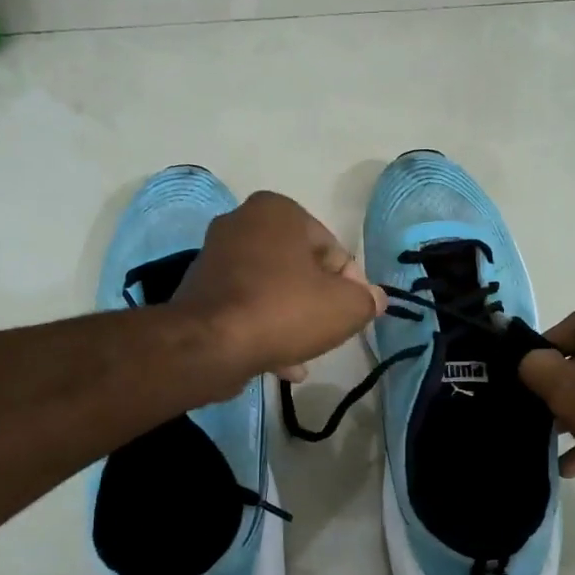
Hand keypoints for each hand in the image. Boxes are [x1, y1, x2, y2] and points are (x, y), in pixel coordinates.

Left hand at [173, 191, 383, 383]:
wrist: (210, 345)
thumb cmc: (284, 310)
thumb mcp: (345, 307)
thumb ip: (367, 300)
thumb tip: (374, 299)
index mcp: (278, 211)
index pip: (332, 249)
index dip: (350, 285)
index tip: (353, 313)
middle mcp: (242, 223)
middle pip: (299, 269)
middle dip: (317, 302)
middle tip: (329, 332)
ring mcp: (215, 257)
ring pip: (272, 291)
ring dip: (292, 320)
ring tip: (306, 354)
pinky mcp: (199, 291)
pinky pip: (245, 307)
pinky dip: (264, 329)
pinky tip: (282, 364)